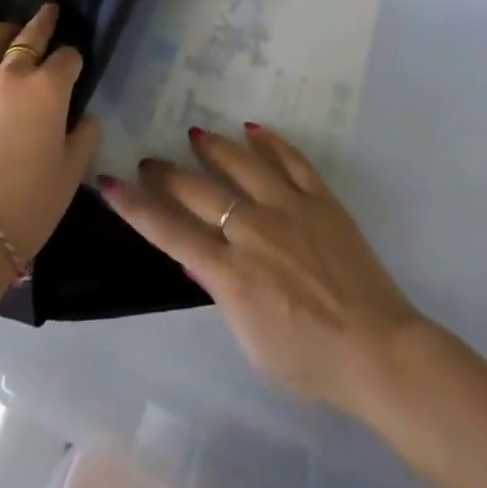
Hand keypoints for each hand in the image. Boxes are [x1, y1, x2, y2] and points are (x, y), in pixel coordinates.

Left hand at [0, 4, 102, 263]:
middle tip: (50, 12)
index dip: (74, 59)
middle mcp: (9, 77)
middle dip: (43, 22)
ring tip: (7, 33)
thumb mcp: (72, 172)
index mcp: (46, 89)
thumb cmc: (30, 205)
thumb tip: (84, 117)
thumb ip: (84, 135)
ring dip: (2, 33)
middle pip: (28, 35)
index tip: (75, 65)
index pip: (67, 56)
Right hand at [97, 125, 421, 412]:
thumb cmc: (309, 359)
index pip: (171, 232)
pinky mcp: (320, 198)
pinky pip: (291, 159)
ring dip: (216, 148)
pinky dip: (270, 142)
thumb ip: (222, 291)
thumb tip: (198, 255)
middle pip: (200, 191)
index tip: (110, 182)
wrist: (376, 348)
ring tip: (197, 134)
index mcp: (232, 272)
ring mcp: (290, 207)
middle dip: (168, 174)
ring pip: (243, 163)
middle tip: (150, 161)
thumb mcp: (251, 340)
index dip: (136, 207)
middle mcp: (254, 229)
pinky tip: (254, 128)